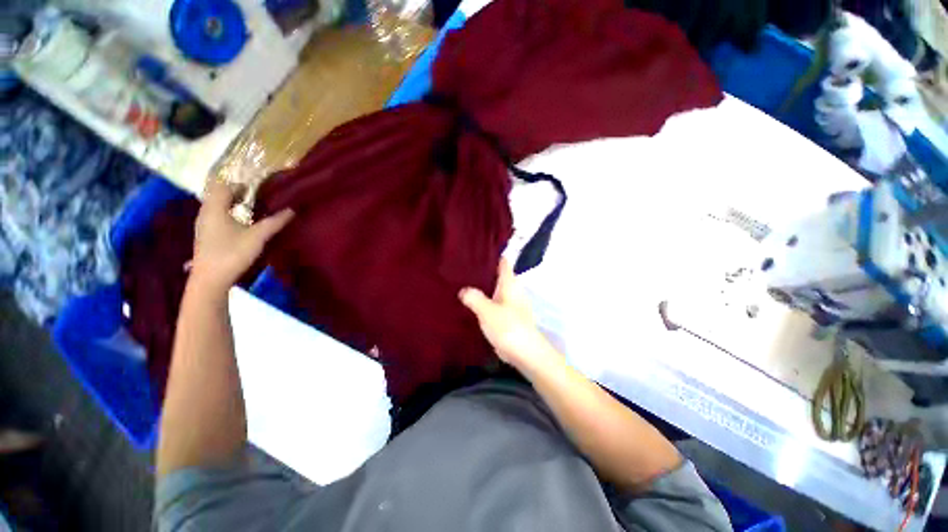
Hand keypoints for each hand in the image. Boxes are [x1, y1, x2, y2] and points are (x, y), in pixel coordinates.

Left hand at [190, 180, 293, 292]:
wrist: (211, 279)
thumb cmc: (232, 253)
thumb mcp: (257, 237)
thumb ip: (274, 222)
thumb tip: (292, 210)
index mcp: (215, 208)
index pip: (223, 186)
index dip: (238, 186)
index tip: (255, 191)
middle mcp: (205, 213)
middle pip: (217, 195)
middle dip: (235, 194)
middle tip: (254, 200)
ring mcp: (203, 226)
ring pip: (215, 207)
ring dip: (230, 205)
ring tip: (249, 212)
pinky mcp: (204, 236)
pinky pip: (215, 218)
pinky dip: (226, 216)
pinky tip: (239, 227)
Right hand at [459, 258, 558, 370]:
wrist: (525, 353)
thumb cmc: (508, 327)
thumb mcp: (487, 311)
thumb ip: (474, 298)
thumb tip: (463, 290)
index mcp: (510, 284)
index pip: (504, 263)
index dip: (494, 255)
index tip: (478, 250)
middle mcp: (512, 291)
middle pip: (498, 276)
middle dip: (484, 272)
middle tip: (463, 267)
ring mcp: (511, 305)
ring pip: (495, 291)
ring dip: (483, 288)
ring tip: (464, 284)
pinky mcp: (508, 318)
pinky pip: (494, 305)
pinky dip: (485, 302)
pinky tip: (473, 305)